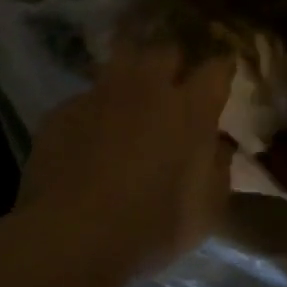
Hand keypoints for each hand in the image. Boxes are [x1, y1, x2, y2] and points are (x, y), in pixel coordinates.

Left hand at [18, 43, 235, 278]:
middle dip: (173, 63)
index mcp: (189, 109)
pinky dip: (95, 109)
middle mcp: (146, 89)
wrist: (70, 236)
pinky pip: (86, 97)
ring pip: (120, 61)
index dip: (222, 71)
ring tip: (131, 97)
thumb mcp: (205, 211)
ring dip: (131, 74)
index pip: (216, 69)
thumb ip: (217, 169)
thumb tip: (216, 146)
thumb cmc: (150, 227)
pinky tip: (90, 134)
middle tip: (173, 86)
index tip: (223, 76)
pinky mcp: (63, 110)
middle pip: (165, 51)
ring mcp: (100, 95)